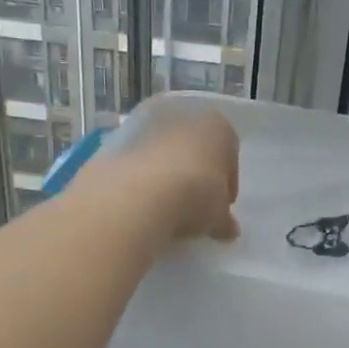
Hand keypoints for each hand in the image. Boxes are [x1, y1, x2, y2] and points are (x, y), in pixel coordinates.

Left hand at [101, 106, 240, 244]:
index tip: (222, 205)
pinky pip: (140, 162)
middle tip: (196, 205)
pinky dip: (144, 178)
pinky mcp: (119, 140)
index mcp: (218, 128)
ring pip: (167, 152)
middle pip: (196, 149)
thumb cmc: (195, 196)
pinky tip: (145, 203)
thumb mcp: (218, 216)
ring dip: (170, 174)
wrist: (137, 194)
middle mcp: (185, 118)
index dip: (227, 182)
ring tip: (168, 207)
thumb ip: (225, 220)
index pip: (230, 154)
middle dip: (198, 174)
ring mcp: (150, 126)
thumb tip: (229, 229)